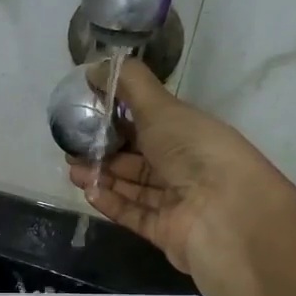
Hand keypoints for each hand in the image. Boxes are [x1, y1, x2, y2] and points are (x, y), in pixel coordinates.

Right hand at [65, 59, 295, 278]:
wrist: (224, 214)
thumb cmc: (194, 151)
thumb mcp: (161, 107)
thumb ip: (129, 84)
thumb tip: (96, 66)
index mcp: (186, 131)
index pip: (147, 122)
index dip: (117, 116)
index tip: (85, 112)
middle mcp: (182, 164)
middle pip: (135, 156)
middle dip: (102, 149)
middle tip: (70, 146)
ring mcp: (173, 200)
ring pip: (130, 185)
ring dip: (101, 175)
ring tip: (72, 168)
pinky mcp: (162, 229)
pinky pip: (131, 213)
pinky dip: (110, 202)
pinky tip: (88, 191)